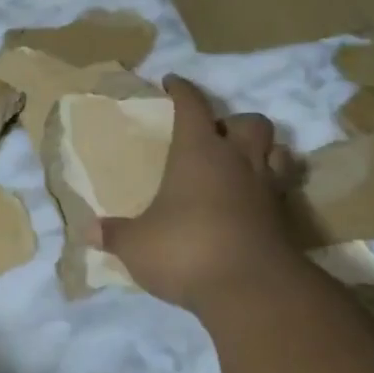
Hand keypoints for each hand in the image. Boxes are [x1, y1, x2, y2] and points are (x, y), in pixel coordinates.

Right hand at [90, 75, 305, 311]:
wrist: (252, 290)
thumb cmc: (186, 250)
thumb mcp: (136, 244)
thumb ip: (115, 234)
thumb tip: (88, 231)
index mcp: (199, 152)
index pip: (192, 106)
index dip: (182, 90)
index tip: (172, 82)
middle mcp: (238, 161)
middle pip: (250, 122)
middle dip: (234, 123)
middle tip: (216, 137)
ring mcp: (267, 189)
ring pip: (277, 150)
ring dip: (262, 151)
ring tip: (242, 164)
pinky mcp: (285, 219)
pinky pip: (283, 189)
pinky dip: (271, 189)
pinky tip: (254, 203)